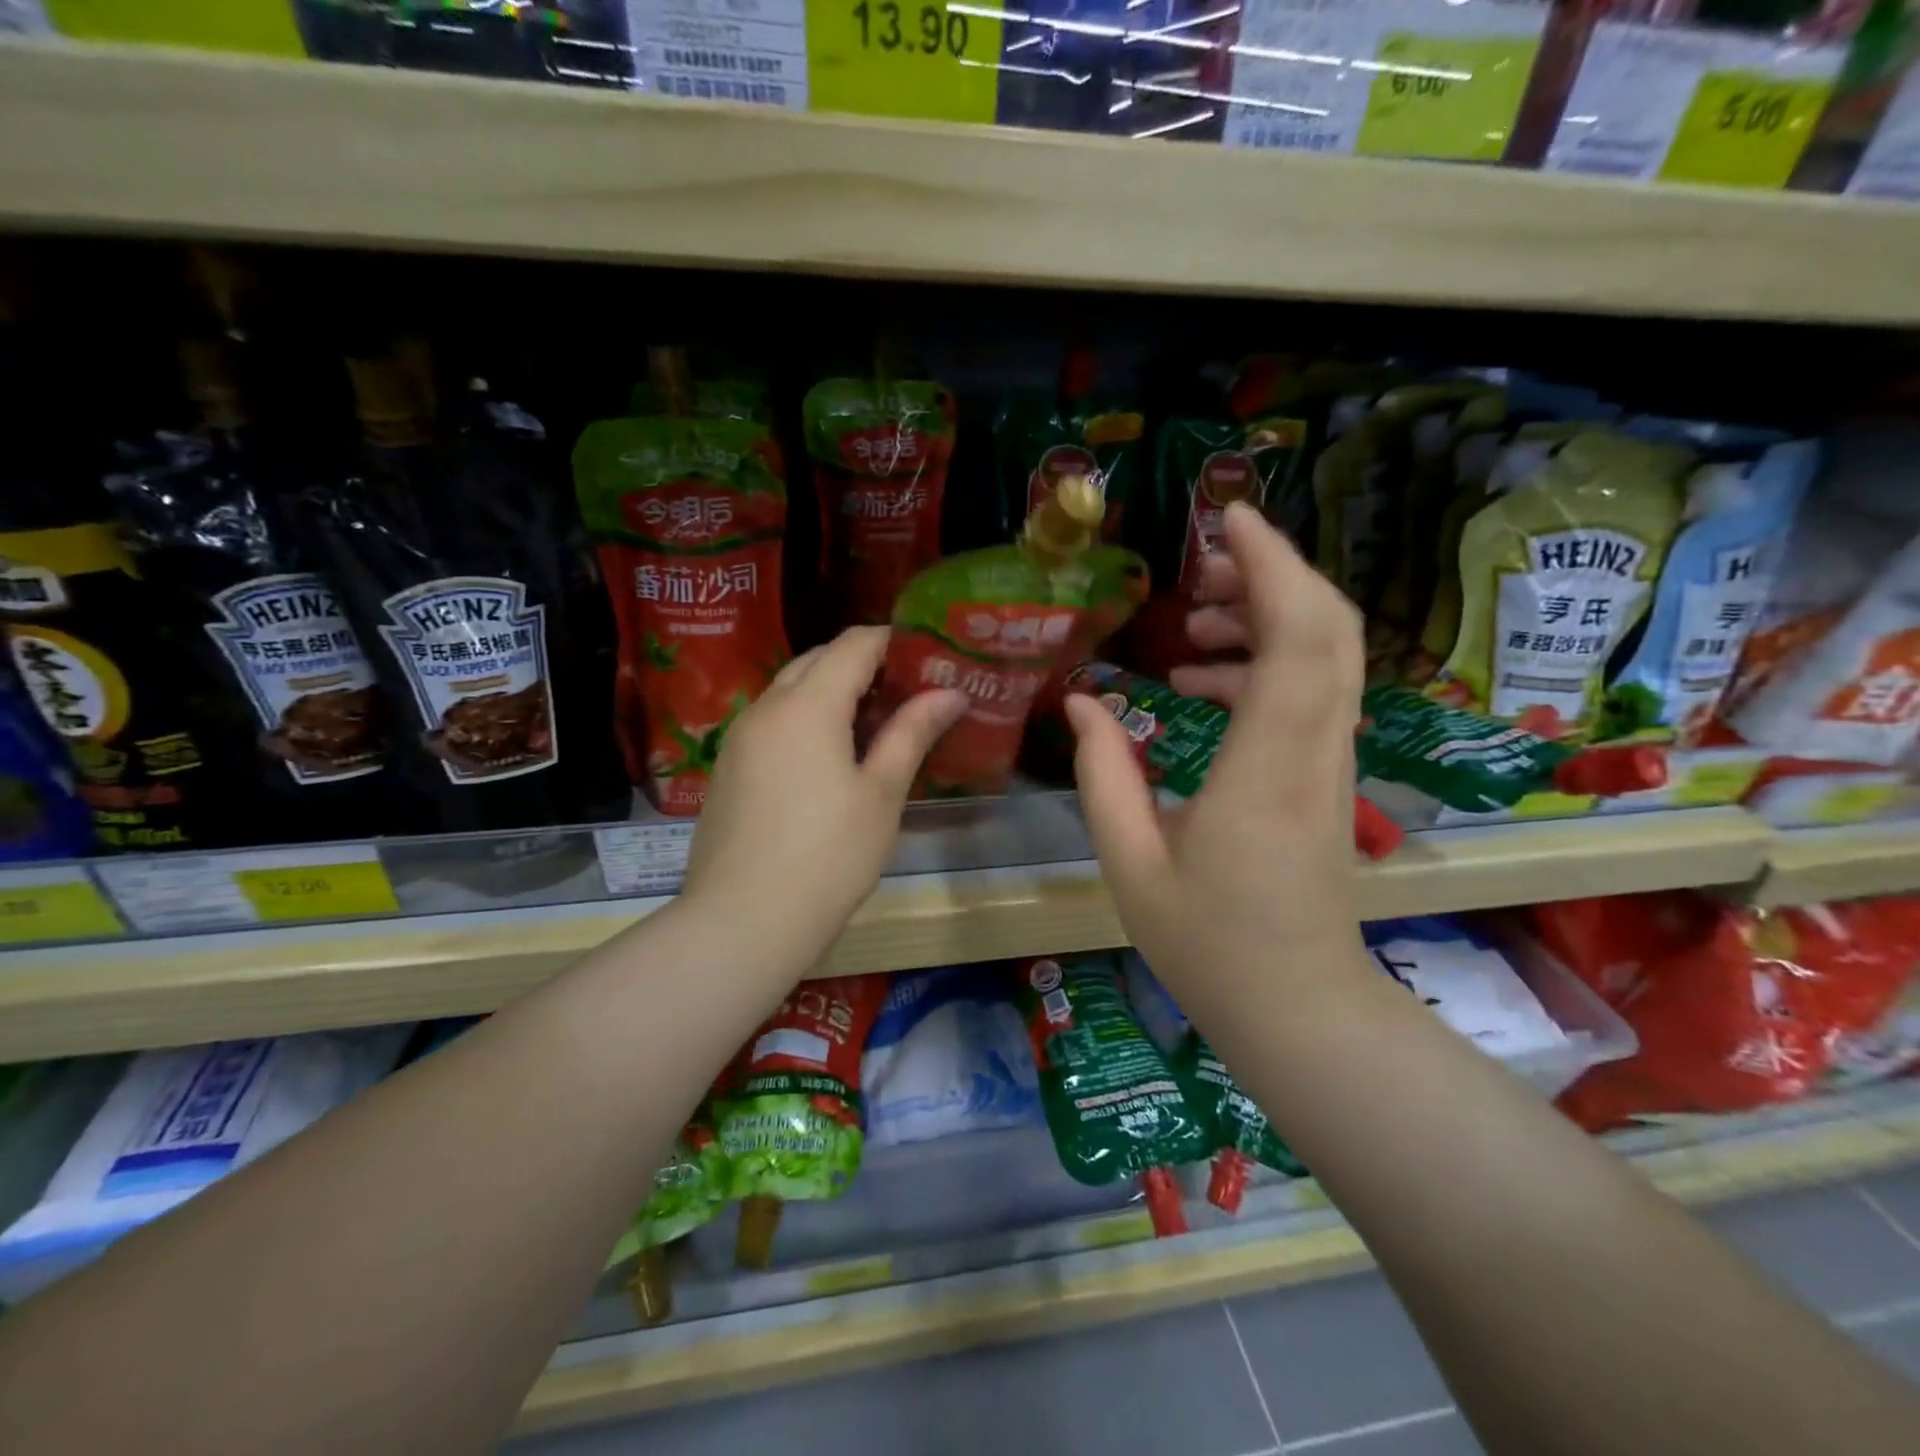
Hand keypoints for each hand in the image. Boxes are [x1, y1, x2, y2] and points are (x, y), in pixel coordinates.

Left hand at [680, 626, 965, 977]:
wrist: (742, 922)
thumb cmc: (828, 857)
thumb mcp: (881, 795)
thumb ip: (911, 733)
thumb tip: (949, 693)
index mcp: (807, 705)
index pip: (853, 644)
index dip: (892, 642)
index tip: (926, 658)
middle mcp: (766, 707)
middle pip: (816, 660)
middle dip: (861, 664)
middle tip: (905, 694)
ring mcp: (739, 737)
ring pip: (789, 690)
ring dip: (830, 692)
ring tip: (872, 727)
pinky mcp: (727, 767)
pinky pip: (771, 722)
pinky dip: (803, 719)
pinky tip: (827, 759)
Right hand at [1067, 502, 1368, 998]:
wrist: (1299, 1008)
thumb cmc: (1208, 945)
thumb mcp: (1130, 863)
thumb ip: (1104, 775)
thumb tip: (1082, 703)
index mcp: (1265, 770)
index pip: (1296, 638)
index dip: (1271, 564)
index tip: (1226, 519)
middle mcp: (1314, 753)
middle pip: (1327, 629)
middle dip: (1272, 573)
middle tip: (1201, 563)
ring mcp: (1330, 764)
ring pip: (1325, 657)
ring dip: (1266, 618)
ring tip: (1194, 622)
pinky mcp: (1326, 777)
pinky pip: (1310, 694)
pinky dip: (1264, 666)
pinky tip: (1200, 686)